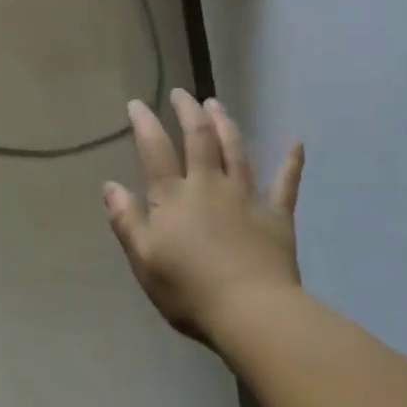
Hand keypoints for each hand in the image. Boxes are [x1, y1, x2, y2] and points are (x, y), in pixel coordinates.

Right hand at [103, 90, 304, 344]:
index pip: (156, 151)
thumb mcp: (143, 259)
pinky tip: (296, 144)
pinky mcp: (276, 216)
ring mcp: (245, 198)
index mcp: (173, 197)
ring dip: (225, 124)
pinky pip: (285, 184)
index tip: (138, 103)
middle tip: (181, 93)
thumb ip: (126, 220)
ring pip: (235, 151)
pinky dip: (291, 163)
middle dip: (188, 112)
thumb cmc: (189, 290)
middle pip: (199, 139)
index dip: (145, 124)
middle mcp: (209, 186)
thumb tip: (110, 185)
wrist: (252, 313)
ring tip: (216, 105)